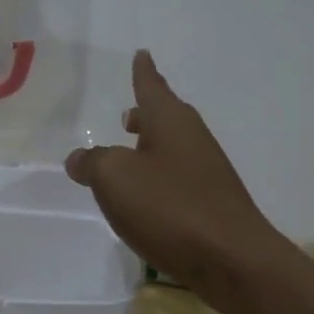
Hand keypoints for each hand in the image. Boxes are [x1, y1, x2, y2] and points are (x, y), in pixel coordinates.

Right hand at [66, 51, 291, 292]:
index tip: (142, 53)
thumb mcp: (115, 179)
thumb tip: (79, 159)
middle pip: (166, 116)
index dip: (143, 71)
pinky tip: (147, 196)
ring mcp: (206, 171)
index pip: (151, 86)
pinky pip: (178, 176)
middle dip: (145, 112)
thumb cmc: (170, 207)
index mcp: (169, 121)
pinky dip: (160, 175)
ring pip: (173, 146)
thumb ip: (92, 163)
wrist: (233, 260)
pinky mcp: (212, 202)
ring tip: (130, 152)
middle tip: (128, 113)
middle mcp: (192, 138)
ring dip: (151, 145)